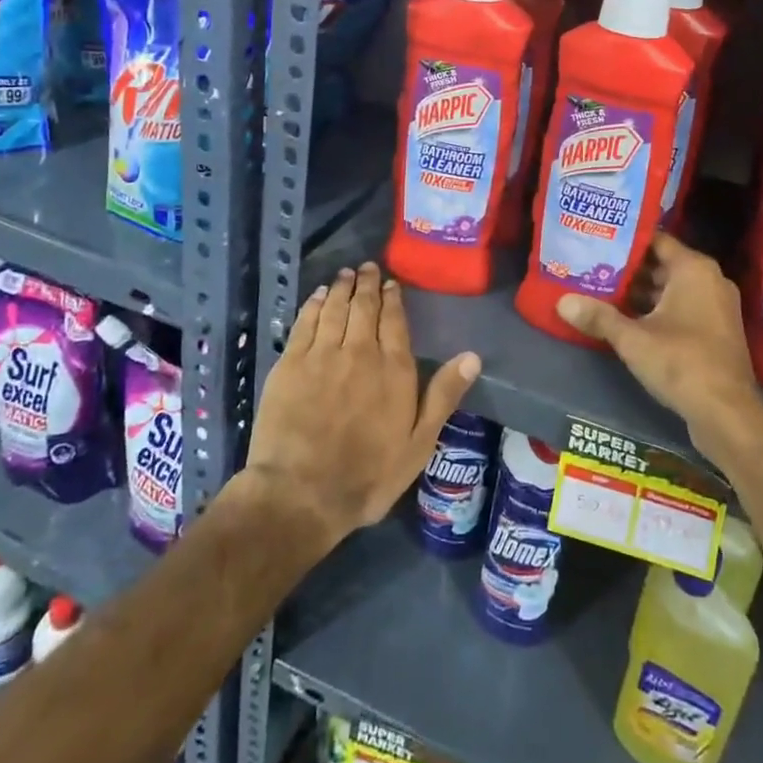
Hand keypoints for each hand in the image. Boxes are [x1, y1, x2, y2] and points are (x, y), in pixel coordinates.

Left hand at [247, 262, 479, 548]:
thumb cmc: (368, 475)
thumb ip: (443, 396)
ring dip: (340, 288)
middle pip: (364, 307)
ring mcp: (322, 354)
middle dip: (366, 284)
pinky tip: (316, 296)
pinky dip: (313, 305)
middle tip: (366, 267)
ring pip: (334, 308)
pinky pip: (304, 323)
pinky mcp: (290, 363)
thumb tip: (473, 356)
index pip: (394, 320)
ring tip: (344, 274)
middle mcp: (360, 351)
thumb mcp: (419, 443)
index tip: (390, 283)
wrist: (301, 494)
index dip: (392, 298)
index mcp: (393, 368)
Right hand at [556, 233, 762, 454]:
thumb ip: (598, 317)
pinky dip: (658, 311)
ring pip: (672, 289)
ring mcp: (717, 307)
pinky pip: (683, 308)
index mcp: (694, 269)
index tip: (597, 242)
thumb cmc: (681, 363)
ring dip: (641, 293)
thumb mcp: (633, 339)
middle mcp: (710, 280)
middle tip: (592, 268)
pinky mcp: (716, 331)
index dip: (626, 242)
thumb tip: (562, 302)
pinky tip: (627, 321)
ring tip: (602, 293)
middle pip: (662, 265)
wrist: (728, 414)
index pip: (656, 240)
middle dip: (629, 270)